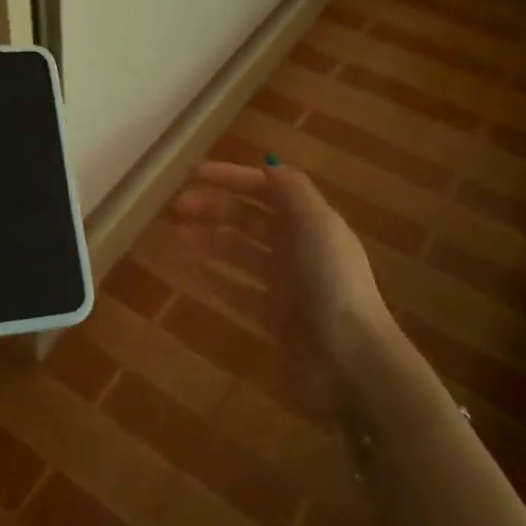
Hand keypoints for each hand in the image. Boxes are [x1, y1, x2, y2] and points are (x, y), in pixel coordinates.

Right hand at [169, 159, 405, 380]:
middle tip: (178, 206)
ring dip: (208, 240)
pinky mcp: (272, 318)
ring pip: (239, 254)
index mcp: (312, 223)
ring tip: (175, 235)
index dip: (233, 178)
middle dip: (215, 208)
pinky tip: (184, 271)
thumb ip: (292, 190)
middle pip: (250, 220)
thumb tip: (267, 166)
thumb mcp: (317, 224)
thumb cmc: (331, 283)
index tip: (195, 173)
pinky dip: (210, 278)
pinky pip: (234, 290)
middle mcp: (298, 249)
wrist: (349, 360)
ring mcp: (285, 285)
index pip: (268, 190)